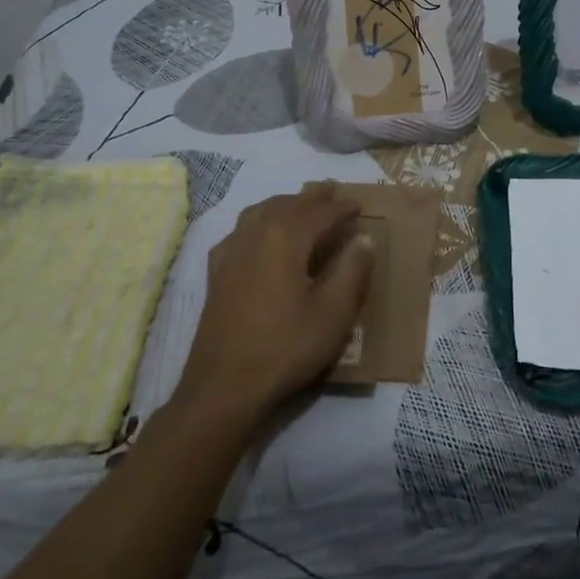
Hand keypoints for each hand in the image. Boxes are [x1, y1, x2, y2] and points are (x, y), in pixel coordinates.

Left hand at [175, 183, 374, 429]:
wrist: (224, 386)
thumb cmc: (286, 347)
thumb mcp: (333, 313)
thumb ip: (352, 270)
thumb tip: (363, 238)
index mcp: (286, 237)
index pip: (320, 212)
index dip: (342, 208)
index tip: (359, 205)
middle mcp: (255, 233)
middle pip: (288, 204)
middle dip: (313, 198)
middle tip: (333, 192)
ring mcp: (231, 251)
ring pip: (261, 211)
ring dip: (285, 204)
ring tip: (301, 205)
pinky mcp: (216, 271)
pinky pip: (241, 230)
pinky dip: (259, 221)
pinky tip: (260, 234)